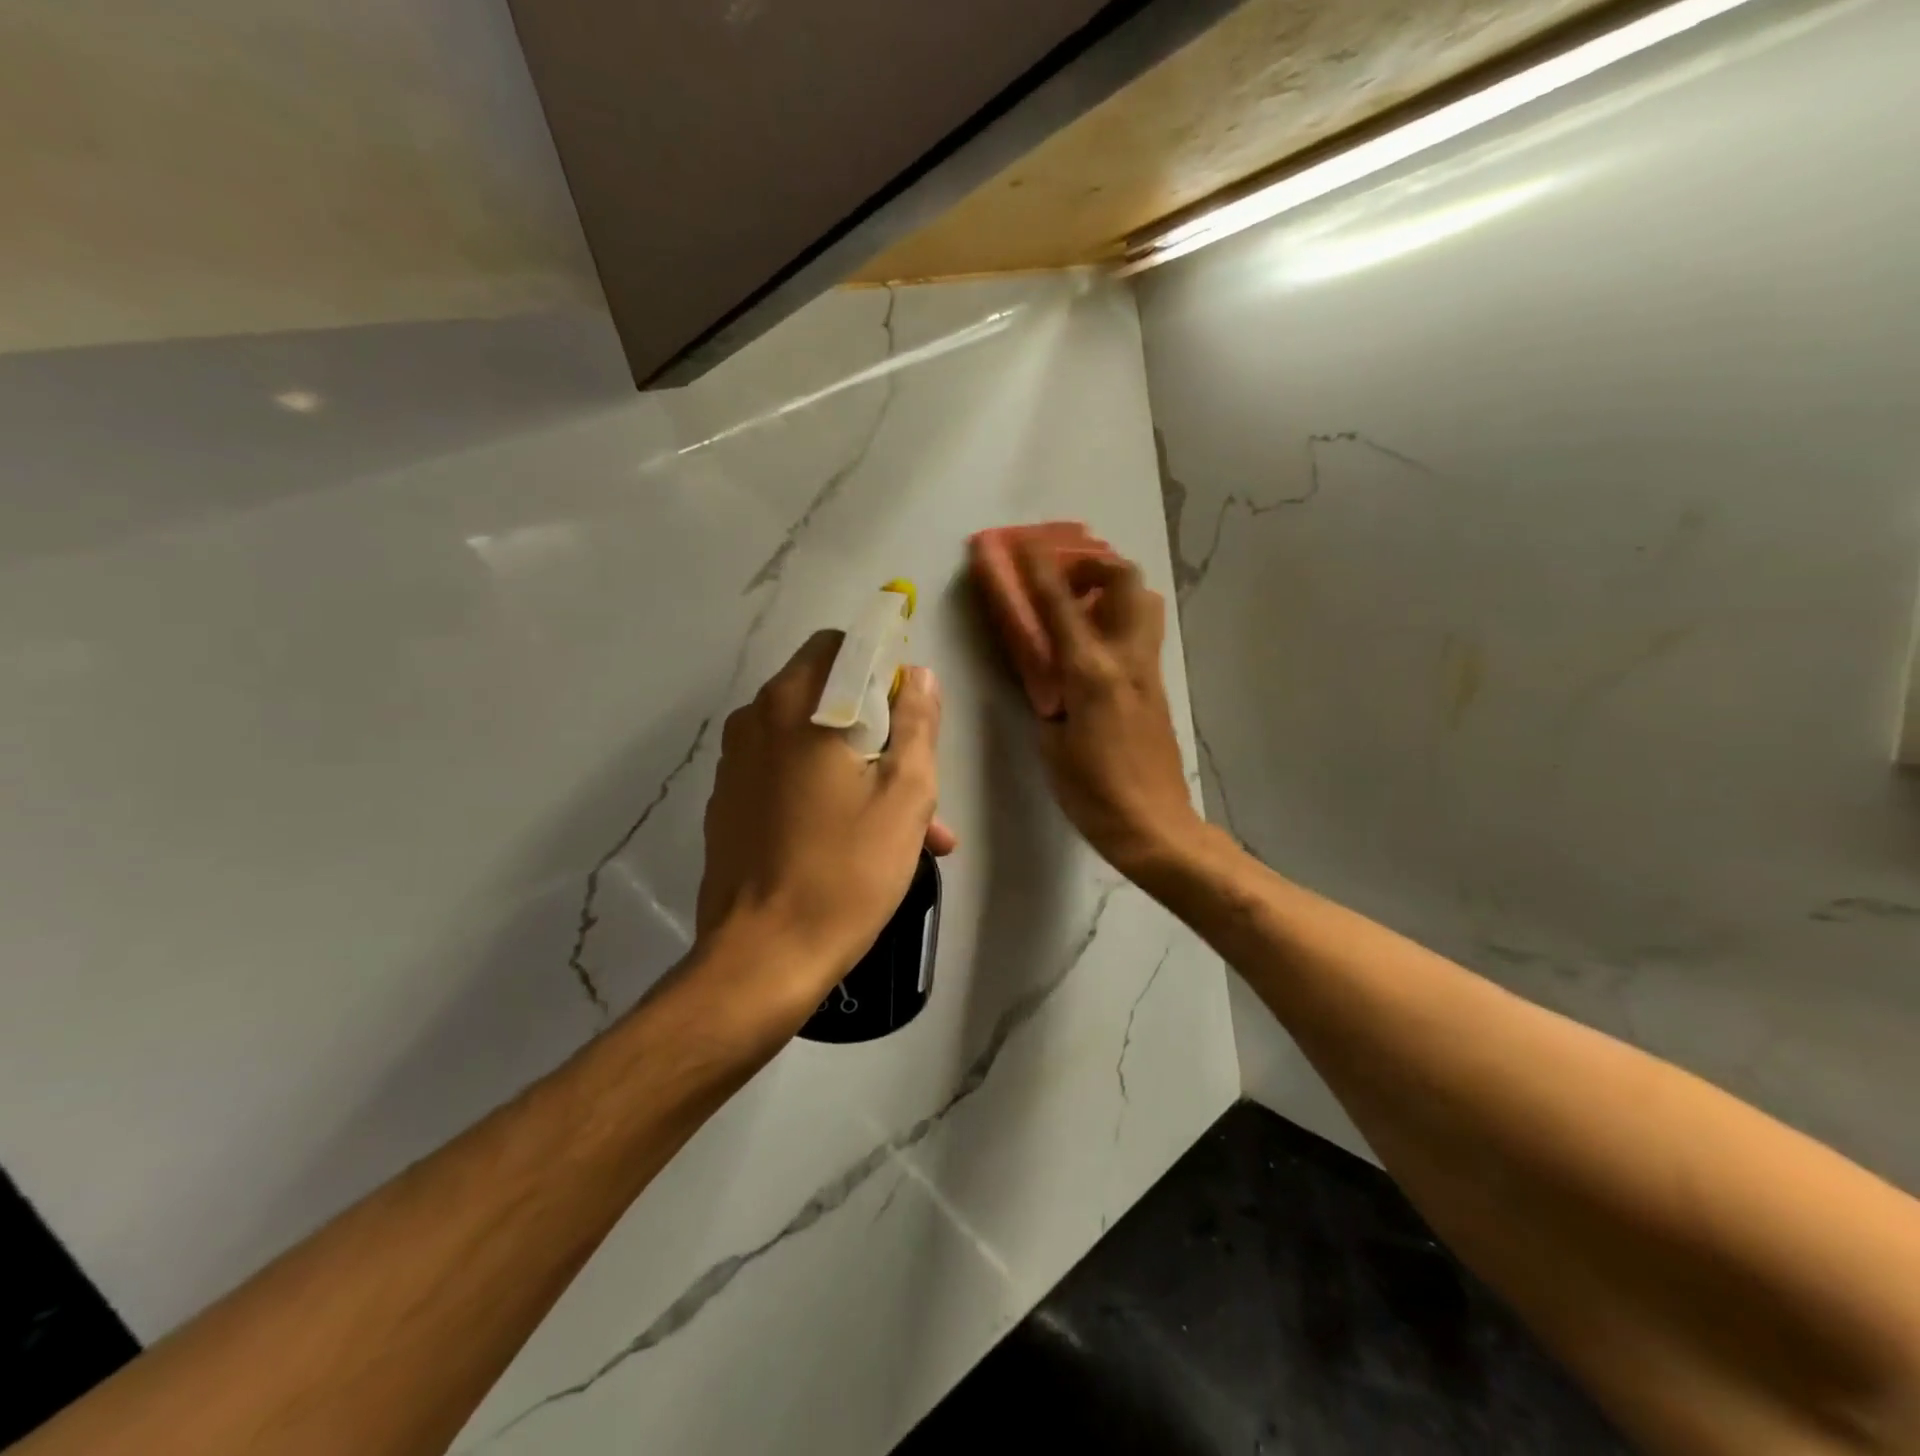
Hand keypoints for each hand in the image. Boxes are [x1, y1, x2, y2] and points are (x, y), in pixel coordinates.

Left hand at [694, 631, 956, 1025]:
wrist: (763, 958)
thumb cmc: (845, 871)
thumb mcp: (905, 795)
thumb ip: (917, 724)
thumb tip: (920, 676)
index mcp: (797, 705)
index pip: (844, 647)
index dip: (886, 667)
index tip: (912, 713)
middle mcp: (756, 720)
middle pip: (828, 696)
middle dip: (879, 729)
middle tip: (919, 781)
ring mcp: (735, 764)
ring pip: (811, 742)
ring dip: (859, 767)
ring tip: (908, 828)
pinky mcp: (728, 804)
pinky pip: (786, 776)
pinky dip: (824, 791)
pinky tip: (856, 842)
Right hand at [1013, 543, 1206, 879]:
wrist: (1153, 825)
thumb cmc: (1093, 792)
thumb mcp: (1051, 743)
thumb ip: (1047, 697)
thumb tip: (1047, 674)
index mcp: (1091, 673)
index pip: (1061, 605)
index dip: (1039, 568)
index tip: (1022, 542)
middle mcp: (1126, 659)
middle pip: (1125, 581)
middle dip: (1094, 563)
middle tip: (1065, 578)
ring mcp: (1148, 670)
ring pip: (1143, 602)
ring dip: (1112, 588)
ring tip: (1082, 606)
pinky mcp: (1158, 686)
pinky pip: (1141, 633)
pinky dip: (1118, 618)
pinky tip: (1094, 645)